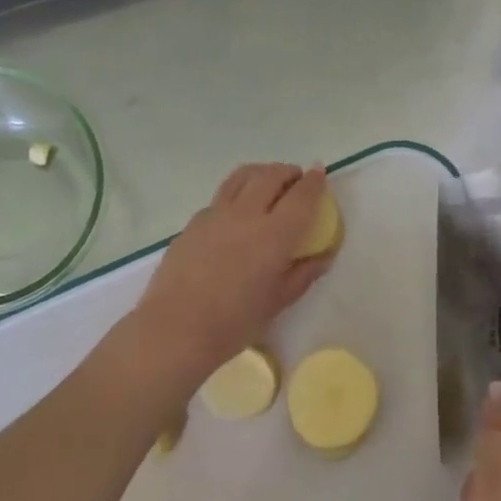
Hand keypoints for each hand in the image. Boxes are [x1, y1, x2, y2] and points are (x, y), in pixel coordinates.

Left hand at [132, 163, 333, 383]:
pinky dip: (237, 194)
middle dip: (287, 172)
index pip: (301, 196)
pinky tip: (236, 214)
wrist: (176, 328)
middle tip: (296, 179)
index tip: (320, 173)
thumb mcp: (278, 301)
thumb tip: (323, 255)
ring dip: (260, 173)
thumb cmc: (235, 322)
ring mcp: (215, 214)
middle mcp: (246, 214)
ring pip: (241, 177)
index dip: (314, 181)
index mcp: (274, 234)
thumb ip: (303, 273)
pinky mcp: (193, 223)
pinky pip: (220, 197)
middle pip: (270, 176)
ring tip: (267, 183)